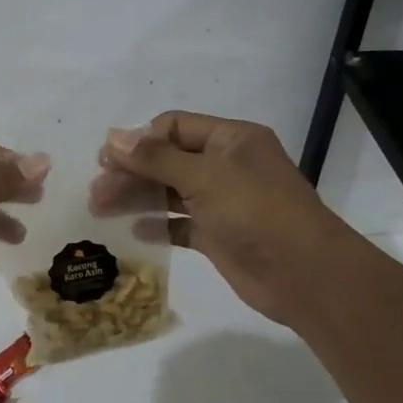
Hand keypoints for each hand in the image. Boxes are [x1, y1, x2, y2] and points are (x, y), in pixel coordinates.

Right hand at [98, 111, 341, 326]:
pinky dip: (157, 224)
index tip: (107, 160)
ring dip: (137, 197)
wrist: (304, 275)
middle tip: (97, 191)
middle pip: (167, 159)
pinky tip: (133, 231)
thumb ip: (155, 158)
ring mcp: (222, 201)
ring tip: (101, 209)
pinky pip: (179, 223)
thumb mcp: (203, 177)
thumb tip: (113, 137)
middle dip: (131, 172)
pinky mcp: (218, 234)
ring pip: (170, 191)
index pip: (174, 126)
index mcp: (230, 139)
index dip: (139, 140)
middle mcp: (226, 165)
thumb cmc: (255, 212)